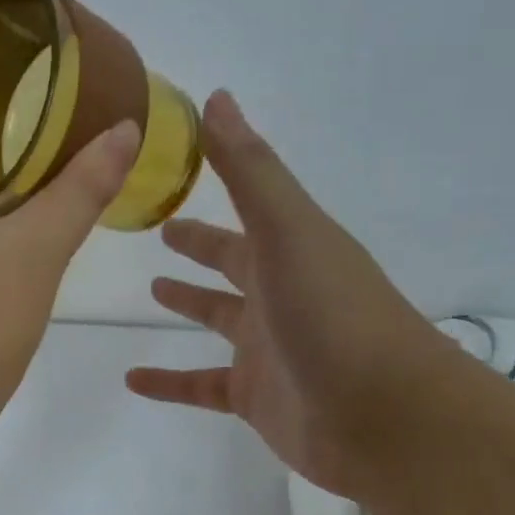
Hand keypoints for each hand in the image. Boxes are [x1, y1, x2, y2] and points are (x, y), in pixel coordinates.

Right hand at [126, 91, 447, 500]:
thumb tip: (216, 98)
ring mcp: (268, 348)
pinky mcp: (254, 398)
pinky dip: (168, 383)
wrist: (382, 416)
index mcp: (291, 249)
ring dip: (189, 304)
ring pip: (219, 320)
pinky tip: (131, 379)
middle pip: (234, 263)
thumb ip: (249, 171)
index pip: (246, 211)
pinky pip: (201, 385)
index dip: (216, 187)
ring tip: (151, 291)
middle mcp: (280, 294)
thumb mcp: (288, 231)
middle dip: (202, 246)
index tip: (176, 170)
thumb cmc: (333, 314)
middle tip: (162, 231)